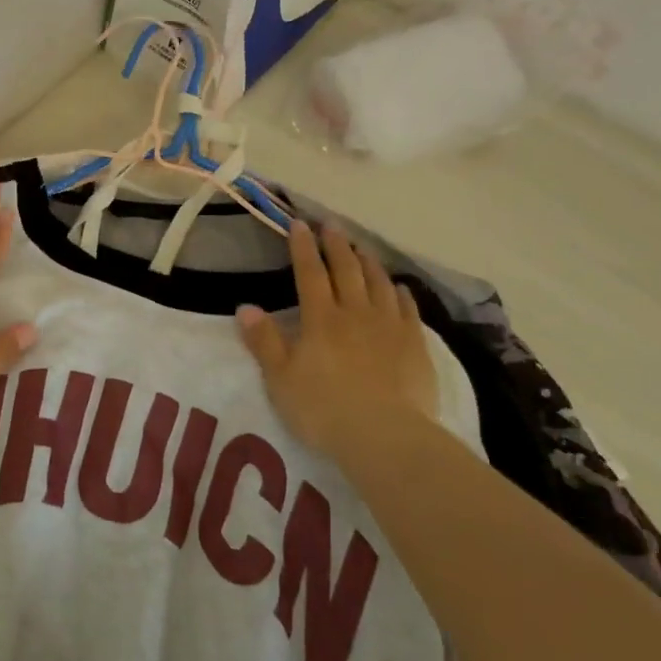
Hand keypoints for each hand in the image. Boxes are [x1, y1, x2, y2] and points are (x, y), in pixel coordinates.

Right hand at [236, 220, 439, 462]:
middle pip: (346, 271)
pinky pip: (407, 309)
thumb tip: (246, 307)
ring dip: (368, 262)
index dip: (303, 248)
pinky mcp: (415, 345)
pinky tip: (398, 288)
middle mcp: (355, 313)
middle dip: (337, 246)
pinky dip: (400, 293)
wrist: (385, 435)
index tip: (299, 224)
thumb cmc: (323, 408)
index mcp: (320, 319)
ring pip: (378, 284)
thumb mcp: (280, 378)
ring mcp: (389, 327)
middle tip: (332, 225)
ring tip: (362, 248)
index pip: (309, 273)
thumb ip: (264, 341)